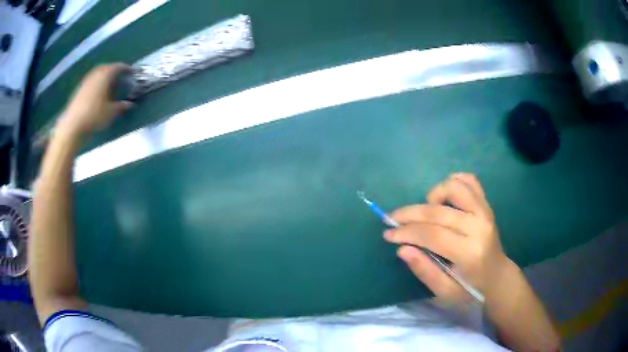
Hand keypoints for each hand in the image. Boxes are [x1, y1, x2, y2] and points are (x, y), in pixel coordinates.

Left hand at [60, 63, 133, 134]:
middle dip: (114, 70)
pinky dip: (96, 83)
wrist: (73, 125)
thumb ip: (121, 107)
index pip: (118, 67)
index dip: (126, 68)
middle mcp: (96, 74)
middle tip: (120, 76)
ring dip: (104, 76)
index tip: (132, 72)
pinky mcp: (79, 90)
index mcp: (105, 75)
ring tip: (108, 84)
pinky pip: (91, 81)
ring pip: (97, 74)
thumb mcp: (111, 113)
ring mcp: (86, 81)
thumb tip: (130, 104)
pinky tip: (97, 92)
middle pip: (107, 67)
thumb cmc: (94, 116)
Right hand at [384, 173, 510, 302]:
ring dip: (433, 195)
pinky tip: (443, 197)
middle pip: (438, 211)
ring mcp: (485, 212)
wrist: (497, 277)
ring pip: (454, 187)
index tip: (388, 234)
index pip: (432, 234)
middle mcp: (479, 227)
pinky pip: (469, 181)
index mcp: (469, 253)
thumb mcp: (445, 293)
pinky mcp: (487, 205)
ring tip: (425, 210)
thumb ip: (424, 271)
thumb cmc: (470, 289)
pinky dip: (453, 182)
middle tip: (393, 220)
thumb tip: (402, 249)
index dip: (406, 232)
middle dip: (409, 214)